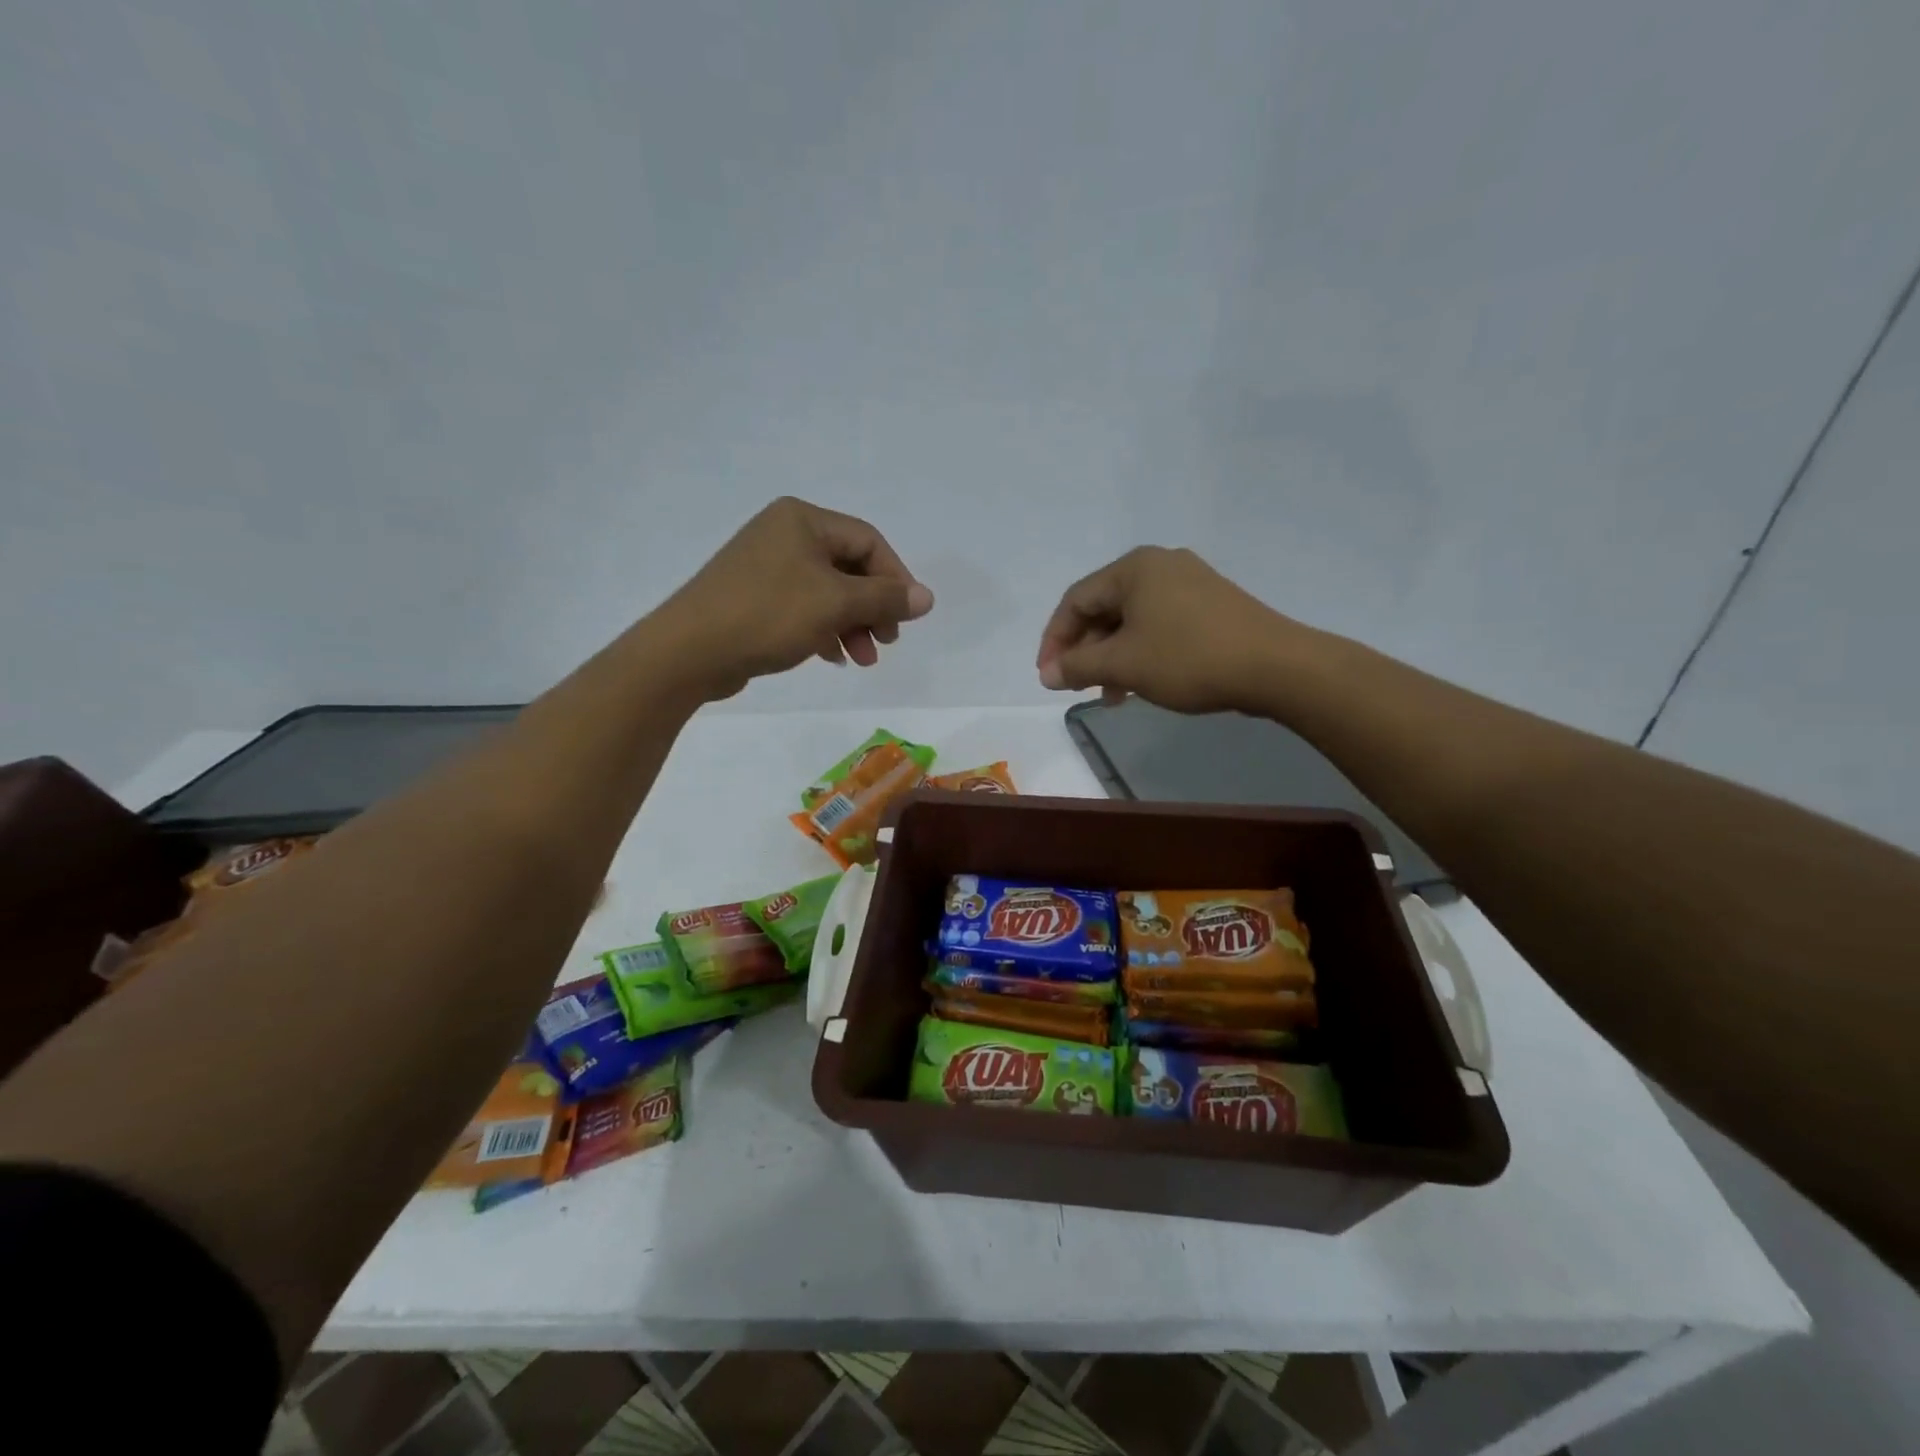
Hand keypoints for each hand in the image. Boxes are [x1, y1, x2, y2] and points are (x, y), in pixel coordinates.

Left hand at [654, 497, 933, 700]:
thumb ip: (885, 598)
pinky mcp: (754, 597)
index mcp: (803, 520)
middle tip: (886, 643)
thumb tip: (927, 597)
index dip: (895, 579)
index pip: (868, 541)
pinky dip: (825, 630)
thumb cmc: (768, 615)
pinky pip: (804, 607)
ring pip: (828, 592)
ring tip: (862, 660)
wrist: (690, 651)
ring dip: (852, 625)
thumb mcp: (836, 604)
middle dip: (873, 608)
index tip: (907, 618)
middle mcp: (784, 534)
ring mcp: (766, 566)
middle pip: (849, 568)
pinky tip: (833, 658)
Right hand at [1036, 547, 1294, 714]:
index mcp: (1133, 568)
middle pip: (1104, 608)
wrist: (1277, 666)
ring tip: (1111, 696)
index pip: (1076, 600)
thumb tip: (1047, 674)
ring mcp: (1189, 582)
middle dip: (1085, 651)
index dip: (1054, 640)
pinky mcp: (1210, 604)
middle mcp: (1159, 565)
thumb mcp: (1124, 665)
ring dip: (1112, 657)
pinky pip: (1159, 624)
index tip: (1048, 677)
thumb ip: (1077, 667)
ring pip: (1132, 620)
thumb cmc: (1188, 658)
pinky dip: (1141, 652)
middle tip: (1077, 687)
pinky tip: (1142, 683)